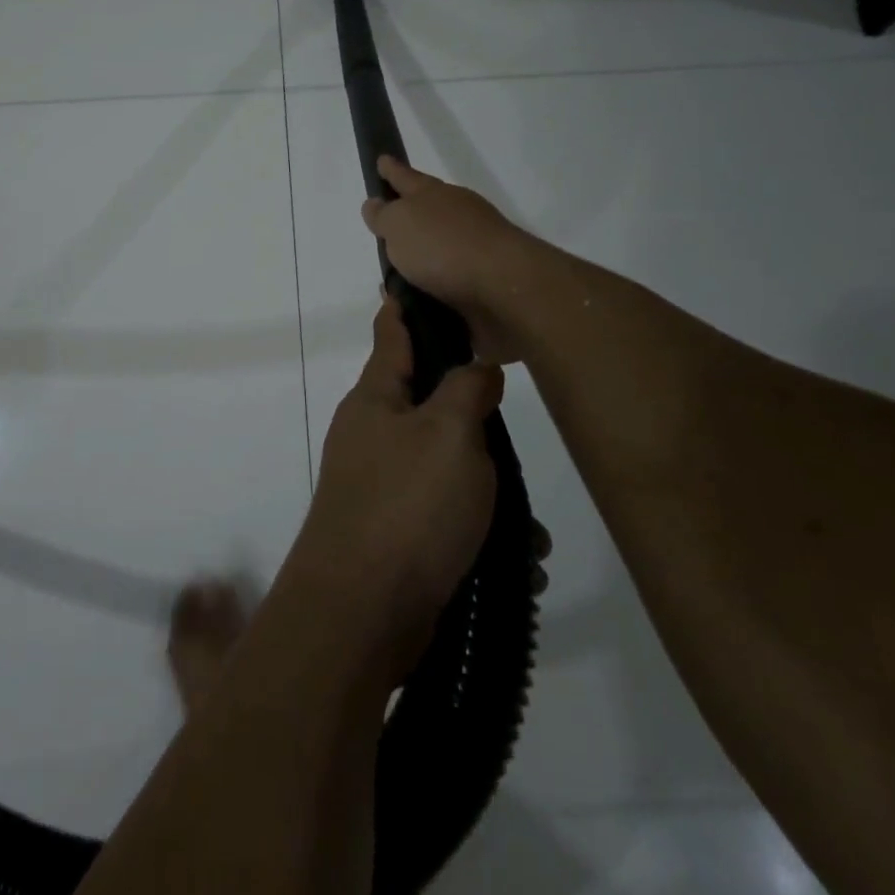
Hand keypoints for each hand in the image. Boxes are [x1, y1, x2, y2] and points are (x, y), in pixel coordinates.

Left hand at [287, 295, 503, 682]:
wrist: (362, 612)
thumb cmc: (407, 505)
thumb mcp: (449, 434)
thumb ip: (467, 391)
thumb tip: (476, 369)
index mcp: (375, 399)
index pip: (392, 334)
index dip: (407, 307)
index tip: (420, 282)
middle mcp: (372, 435)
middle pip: (428, 404)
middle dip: (475, 419)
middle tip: (513, 427)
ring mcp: (380, 486)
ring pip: (447, 469)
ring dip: (489, 491)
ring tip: (532, 527)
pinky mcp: (396, 534)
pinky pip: (446, 519)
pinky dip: (481, 534)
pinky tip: (518, 562)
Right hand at [360, 157, 540, 364]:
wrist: (504, 289)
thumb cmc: (444, 246)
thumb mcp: (399, 224)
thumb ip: (384, 215)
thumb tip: (376, 204)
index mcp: (435, 196)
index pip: (406, 178)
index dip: (392, 171)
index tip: (381, 160)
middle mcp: (456, 218)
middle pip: (426, 212)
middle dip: (407, 218)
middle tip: (385, 226)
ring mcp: (473, 251)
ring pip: (436, 251)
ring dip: (417, 261)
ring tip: (391, 277)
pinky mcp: (481, 285)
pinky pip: (445, 284)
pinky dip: (428, 290)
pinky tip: (413, 302)